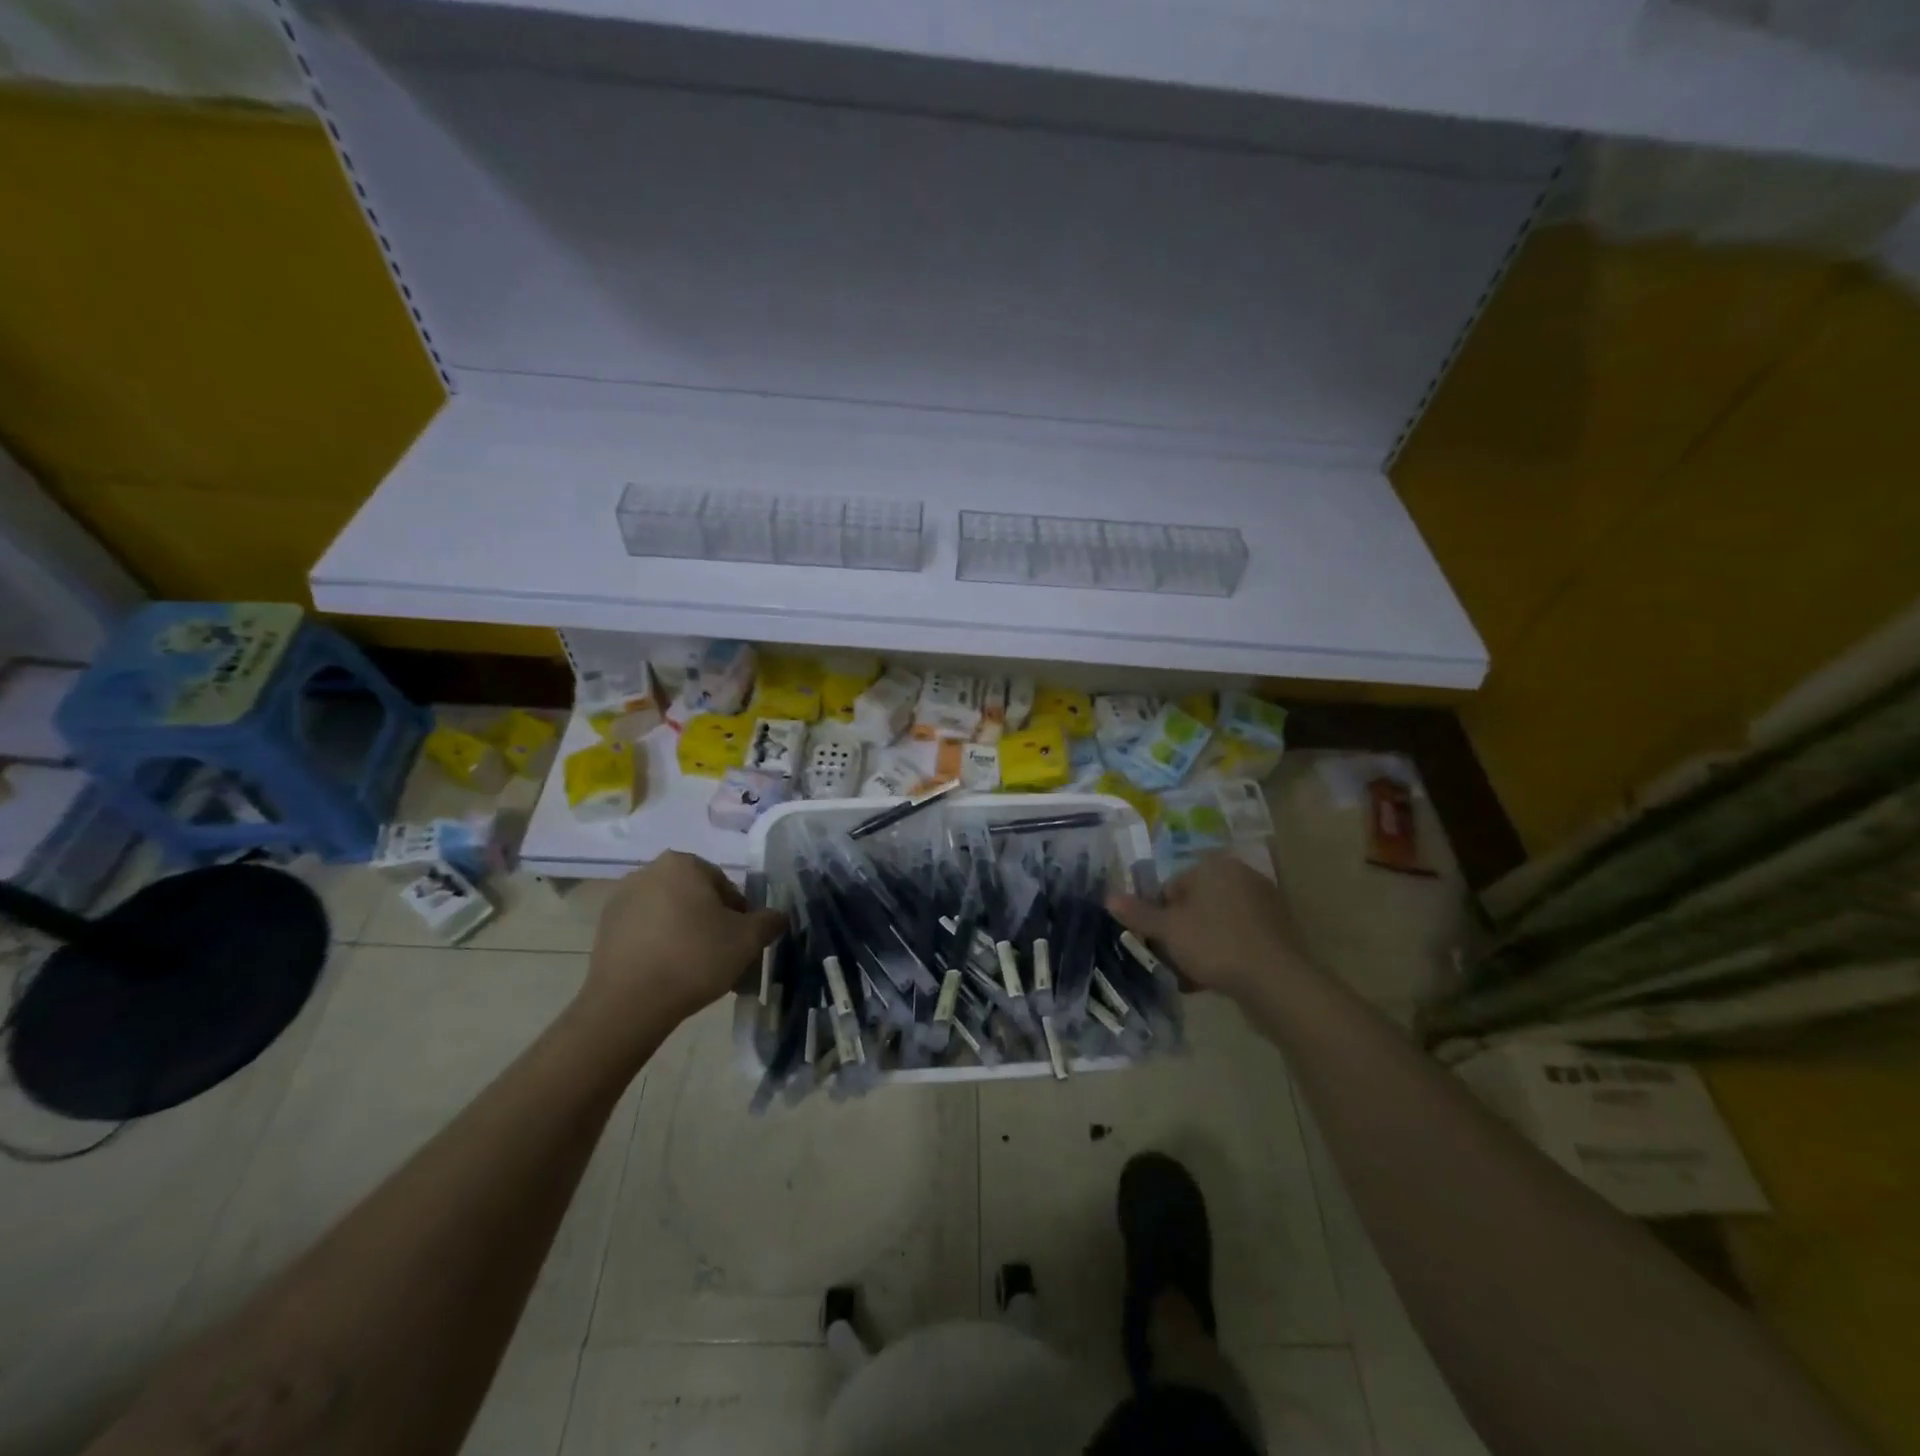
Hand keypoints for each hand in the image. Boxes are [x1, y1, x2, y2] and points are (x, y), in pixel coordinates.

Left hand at [581, 852, 785, 1035]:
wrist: (629, 1004)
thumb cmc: (695, 958)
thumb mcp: (748, 939)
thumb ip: (770, 921)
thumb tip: (777, 916)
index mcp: (683, 864)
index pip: (725, 885)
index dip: (740, 915)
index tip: (743, 943)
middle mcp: (648, 872)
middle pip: (695, 898)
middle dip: (711, 924)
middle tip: (723, 957)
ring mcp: (620, 900)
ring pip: (669, 915)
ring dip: (685, 935)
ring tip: (696, 971)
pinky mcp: (603, 930)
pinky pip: (644, 932)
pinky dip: (659, 947)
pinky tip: (668, 975)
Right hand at [1107, 852, 1314, 1004]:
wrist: (1277, 982)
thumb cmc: (1215, 944)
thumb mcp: (1168, 930)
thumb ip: (1138, 913)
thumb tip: (1108, 897)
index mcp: (1214, 866)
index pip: (1172, 886)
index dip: (1160, 915)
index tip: (1159, 942)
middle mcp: (1241, 875)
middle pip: (1195, 904)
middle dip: (1181, 931)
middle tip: (1173, 960)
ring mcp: (1264, 902)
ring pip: (1217, 922)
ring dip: (1201, 945)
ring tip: (1192, 976)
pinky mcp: (1279, 930)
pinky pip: (1239, 937)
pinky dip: (1225, 952)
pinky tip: (1216, 979)